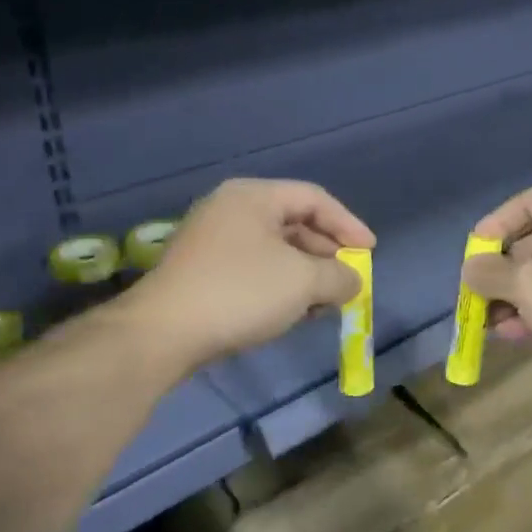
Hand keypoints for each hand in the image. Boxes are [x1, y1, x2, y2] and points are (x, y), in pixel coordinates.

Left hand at [123, 178, 374, 369]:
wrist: (162, 334)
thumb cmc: (240, 292)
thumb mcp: (304, 282)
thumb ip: (340, 276)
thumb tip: (353, 281)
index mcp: (254, 196)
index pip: (314, 199)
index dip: (348, 224)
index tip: (369, 252)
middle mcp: (230, 210)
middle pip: (294, 223)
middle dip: (327, 253)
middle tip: (348, 279)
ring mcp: (211, 241)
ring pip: (275, 250)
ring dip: (306, 275)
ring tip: (324, 303)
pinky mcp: (201, 273)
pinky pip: (254, 270)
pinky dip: (280, 286)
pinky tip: (292, 313)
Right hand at [462, 187, 531, 377]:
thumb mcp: (526, 284)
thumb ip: (490, 273)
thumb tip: (472, 268)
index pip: (528, 202)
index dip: (495, 224)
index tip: (473, 252)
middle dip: (501, 271)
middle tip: (477, 295)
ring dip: (515, 296)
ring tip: (489, 323)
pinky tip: (513, 334)